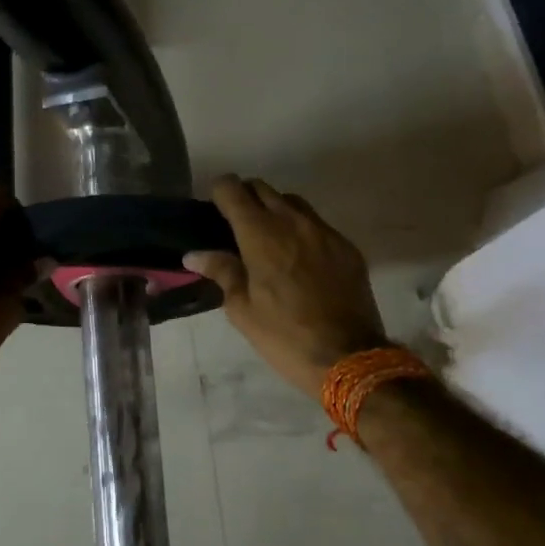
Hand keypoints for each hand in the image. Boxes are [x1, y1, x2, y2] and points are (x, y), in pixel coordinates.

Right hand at [184, 176, 388, 400]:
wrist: (349, 357)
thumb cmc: (284, 336)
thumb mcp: (242, 309)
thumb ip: (221, 272)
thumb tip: (195, 255)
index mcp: (260, 234)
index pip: (232, 189)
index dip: (218, 192)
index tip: (214, 209)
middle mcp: (292, 221)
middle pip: (262, 188)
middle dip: (245, 198)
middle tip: (236, 225)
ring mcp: (324, 231)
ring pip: (292, 202)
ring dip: (275, 210)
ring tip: (269, 239)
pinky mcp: (346, 246)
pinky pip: (317, 224)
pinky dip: (301, 230)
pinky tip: (299, 259)